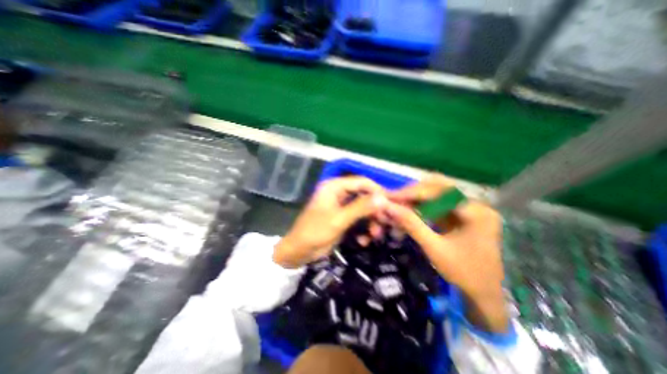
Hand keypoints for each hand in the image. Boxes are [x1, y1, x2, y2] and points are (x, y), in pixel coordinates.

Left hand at [272, 177, 385, 268]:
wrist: (299, 251)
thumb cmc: (315, 232)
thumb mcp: (339, 220)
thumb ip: (360, 208)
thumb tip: (383, 198)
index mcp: (335, 187)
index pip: (362, 182)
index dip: (377, 191)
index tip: (392, 203)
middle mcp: (339, 192)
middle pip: (364, 195)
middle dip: (375, 210)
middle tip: (385, 223)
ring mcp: (341, 205)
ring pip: (363, 208)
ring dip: (371, 221)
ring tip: (375, 235)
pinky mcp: (342, 217)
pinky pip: (358, 218)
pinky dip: (363, 228)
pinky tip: (364, 240)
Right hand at [383, 175, 508, 333]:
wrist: (486, 294)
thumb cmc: (464, 274)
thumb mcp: (434, 248)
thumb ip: (411, 224)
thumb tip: (388, 207)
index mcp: (475, 212)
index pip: (438, 192)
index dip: (412, 192)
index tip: (390, 196)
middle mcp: (475, 204)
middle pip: (439, 186)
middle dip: (413, 191)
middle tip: (393, 198)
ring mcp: (469, 208)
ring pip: (437, 193)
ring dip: (416, 197)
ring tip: (398, 204)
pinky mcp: (462, 214)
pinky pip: (438, 203)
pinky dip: (422, 205)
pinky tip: (409, 210)